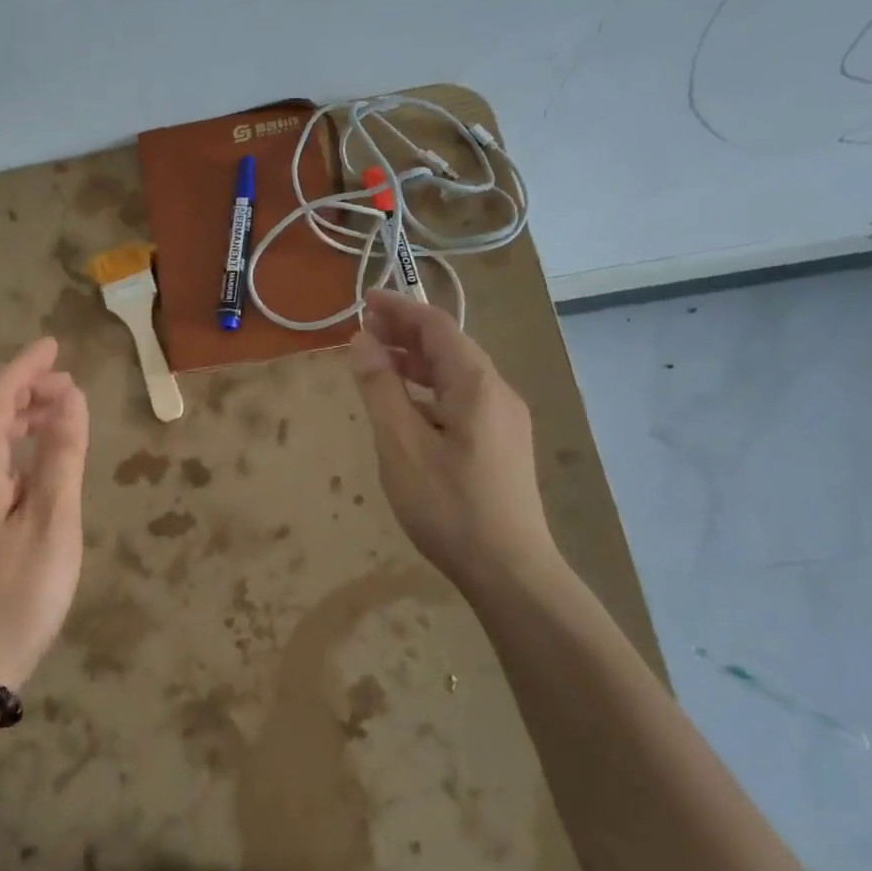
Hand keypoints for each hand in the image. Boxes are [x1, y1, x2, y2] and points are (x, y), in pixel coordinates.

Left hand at [0, 336, 89, 689]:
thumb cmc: (18, 593)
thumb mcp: (53, 523)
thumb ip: (62, 457)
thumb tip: (71, 400)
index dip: (21, 368)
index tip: (53, 345)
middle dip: (23, 387)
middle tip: (67, 382)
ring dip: (20, 413)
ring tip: (62, 409)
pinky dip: (17, 442)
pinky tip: (43, 455)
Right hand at [349, 290, 557, 591]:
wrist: (510, 571)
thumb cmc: (448, 506)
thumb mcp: (401, 444)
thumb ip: (380, 388)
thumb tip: (362, 341)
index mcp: (476, 385)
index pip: (436, 327)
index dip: (399, 308)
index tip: (363, 299)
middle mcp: (497, 392)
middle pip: (449, 345)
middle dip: (406, 331)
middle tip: (363, 327)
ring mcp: (504, 419)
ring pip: (456, 373)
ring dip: (416, 359)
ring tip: (377, 359)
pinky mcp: (501, 442)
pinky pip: (462, 397)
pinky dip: (429, 387)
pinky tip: (406, 403)